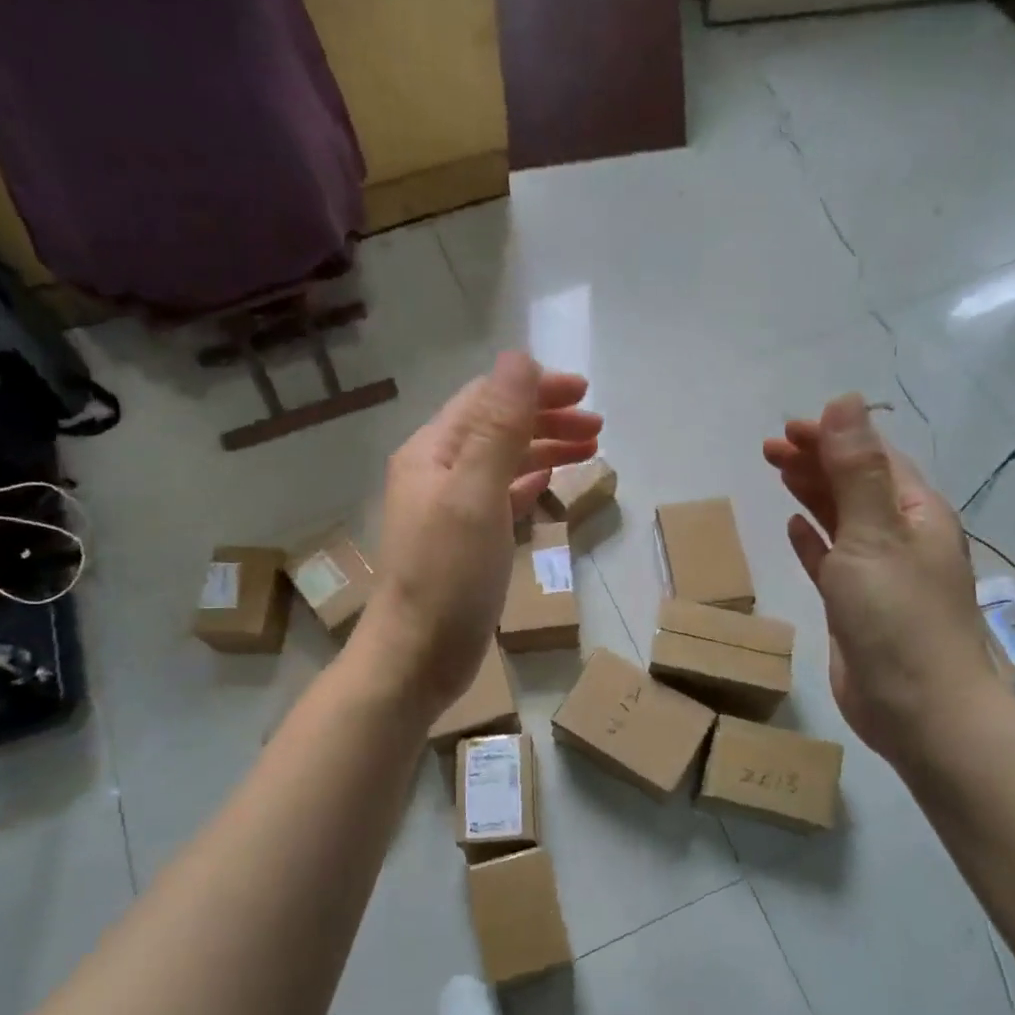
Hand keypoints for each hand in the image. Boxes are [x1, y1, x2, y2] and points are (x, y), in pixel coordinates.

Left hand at [356, 353, 600, 716]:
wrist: (417, 656)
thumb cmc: (448, 575)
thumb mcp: (476, 493)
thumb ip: (498, 426)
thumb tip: (519, 359)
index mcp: (433, 452)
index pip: (487, 399)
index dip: (535, 389)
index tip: (585, 392)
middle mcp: (437, 472)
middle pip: (496, 427)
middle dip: (546, 419)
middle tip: (597, 427)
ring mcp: (449, 509)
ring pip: (502, 462)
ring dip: (543, 449)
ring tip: (589, 451)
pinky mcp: (463, 542)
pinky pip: (500, 496)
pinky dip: (527, 483)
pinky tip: (547, 483)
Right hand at [763, 394, 999, 758]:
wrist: (917, 710)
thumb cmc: (898, 617)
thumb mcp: (875, 534)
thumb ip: (856, 469)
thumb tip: (845, 401)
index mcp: (916, 513)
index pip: (874, 458)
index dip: (834, 437)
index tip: (789, 428)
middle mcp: (901, 537)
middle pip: (855, 484)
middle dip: (817, 460)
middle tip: (770, 447)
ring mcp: (879, 573)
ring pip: (841, 519)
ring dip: (812, 492)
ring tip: (778, 471)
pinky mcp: (856, 605)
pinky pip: (831, 559)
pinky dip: (813, 539)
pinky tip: (793, 526)